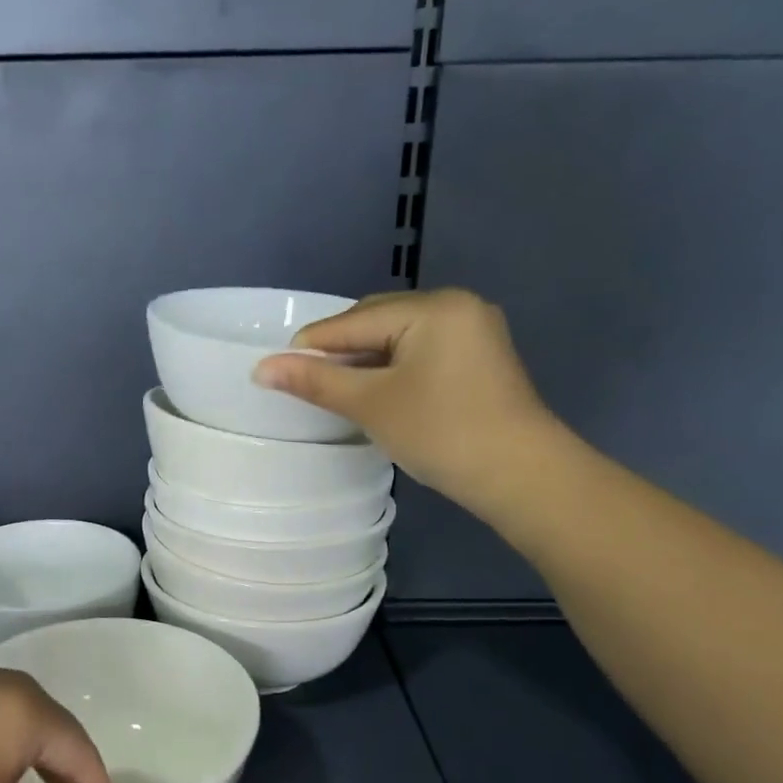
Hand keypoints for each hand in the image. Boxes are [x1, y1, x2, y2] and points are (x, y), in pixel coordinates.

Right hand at [253, 287, 564, 519]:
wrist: (521, 476)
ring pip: (399, 338)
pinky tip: (377, 393)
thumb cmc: (441, 432)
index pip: (354, 321)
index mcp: (433, 307)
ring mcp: (473, 331)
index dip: (312, 346)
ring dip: (365, 361)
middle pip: (377, 321)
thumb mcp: (371, 404)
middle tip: (309, 386)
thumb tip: (261, 368)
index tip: (275, 371)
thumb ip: (316, 381)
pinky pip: (421, 352)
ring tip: (338, 392)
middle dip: (340, 352)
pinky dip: (393, 369)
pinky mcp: (479, 358)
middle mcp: (457, 306)